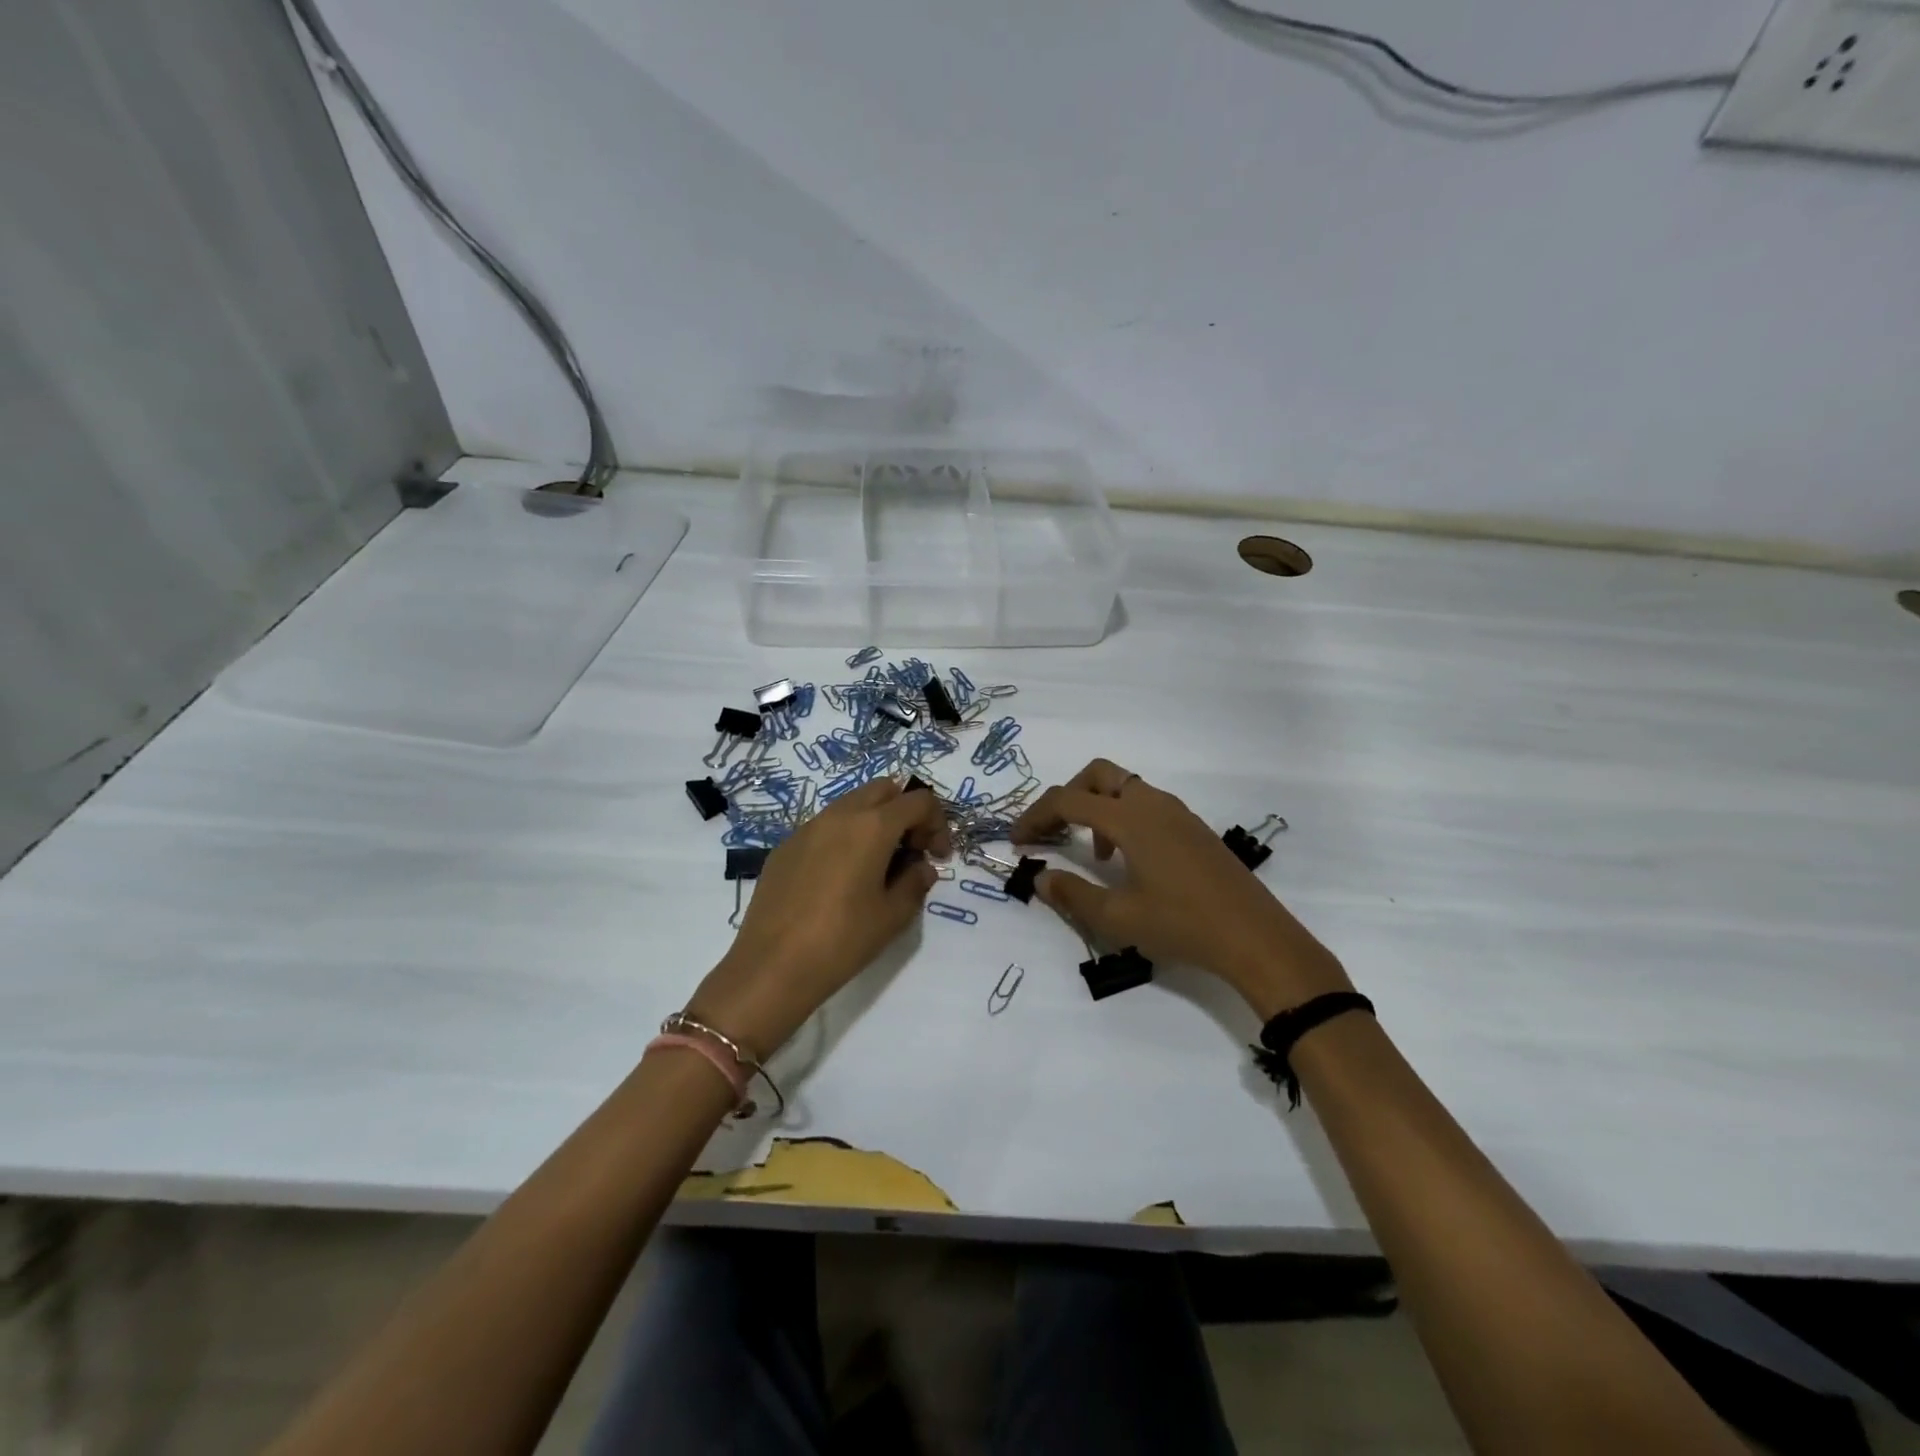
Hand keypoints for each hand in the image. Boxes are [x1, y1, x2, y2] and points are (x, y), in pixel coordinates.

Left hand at [687, 779, 950, 1057]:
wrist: (772, 966)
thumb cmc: (842, 940)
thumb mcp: (893, 916)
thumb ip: (915, 882)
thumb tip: (921, 867)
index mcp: (872, 826)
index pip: (918, 801)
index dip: (937, 824)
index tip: (937, 857)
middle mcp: (839, 815)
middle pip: (884, 789)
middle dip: (905, 812)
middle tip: (910, 851)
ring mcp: (807, 827)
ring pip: (851, 804)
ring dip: (874, 821)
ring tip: (877, 864)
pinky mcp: (785, 846)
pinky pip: (825, 826)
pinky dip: (844, 836)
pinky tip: (840, 878)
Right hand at [1010, 759, 1350, 1017]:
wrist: (1256, 937)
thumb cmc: (1182, 925)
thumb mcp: (1117, 916)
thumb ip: (1072, 893)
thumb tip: (1039, 877)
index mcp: (1131, 818)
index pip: (1068, 800)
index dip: (1036, 816)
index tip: (1016, 841)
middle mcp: (1153, 804)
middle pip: (1099, 775)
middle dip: (1068, 796)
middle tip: (1052, 831)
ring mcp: (1178, 814)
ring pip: (1125, 789)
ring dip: (1097, 809)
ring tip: (1092, 856)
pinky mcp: (1194, 829)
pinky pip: (1147, 806)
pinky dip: (1123, 819)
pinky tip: (1128, 862)